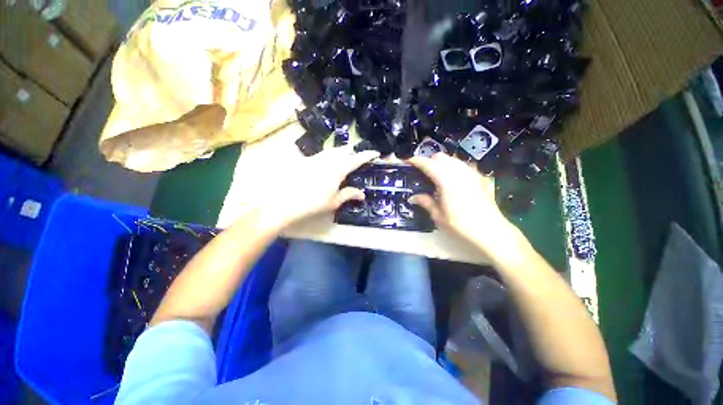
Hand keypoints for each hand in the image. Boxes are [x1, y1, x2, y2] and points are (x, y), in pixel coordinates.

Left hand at [253, 145, 379, 227]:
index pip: (356, 159)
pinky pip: (321, 154)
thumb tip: (362, 194)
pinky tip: (325, 164)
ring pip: (332, 150)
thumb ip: (348, 194)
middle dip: (352, 152)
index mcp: (338, 170)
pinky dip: (328, 156)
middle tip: (357, 159)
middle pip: (344, 150)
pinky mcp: (305, 160)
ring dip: (340, 153)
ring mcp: (315, 158)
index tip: (376, 153)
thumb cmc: (312, 204)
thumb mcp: (333, 202)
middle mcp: (328, 160)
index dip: (367, 155)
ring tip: (343, 159)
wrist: (283, 202)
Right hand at [408, 153, 516, 251]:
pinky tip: (452, 180)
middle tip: (422, 172)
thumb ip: (425, 202)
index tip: (408, 162)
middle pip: (441, 157)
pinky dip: (453, 167)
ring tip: (436, 175)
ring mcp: (471, 173)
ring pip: (453, 159)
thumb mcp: (438, 215)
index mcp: (446, 180)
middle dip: (429, 160)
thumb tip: (413, 197)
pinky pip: (463, 165)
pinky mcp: (479, 177)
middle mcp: (459, 171)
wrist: (491, 230)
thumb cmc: (461, 225)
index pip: (428, 164)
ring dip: (442, 163)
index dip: (416, 161)